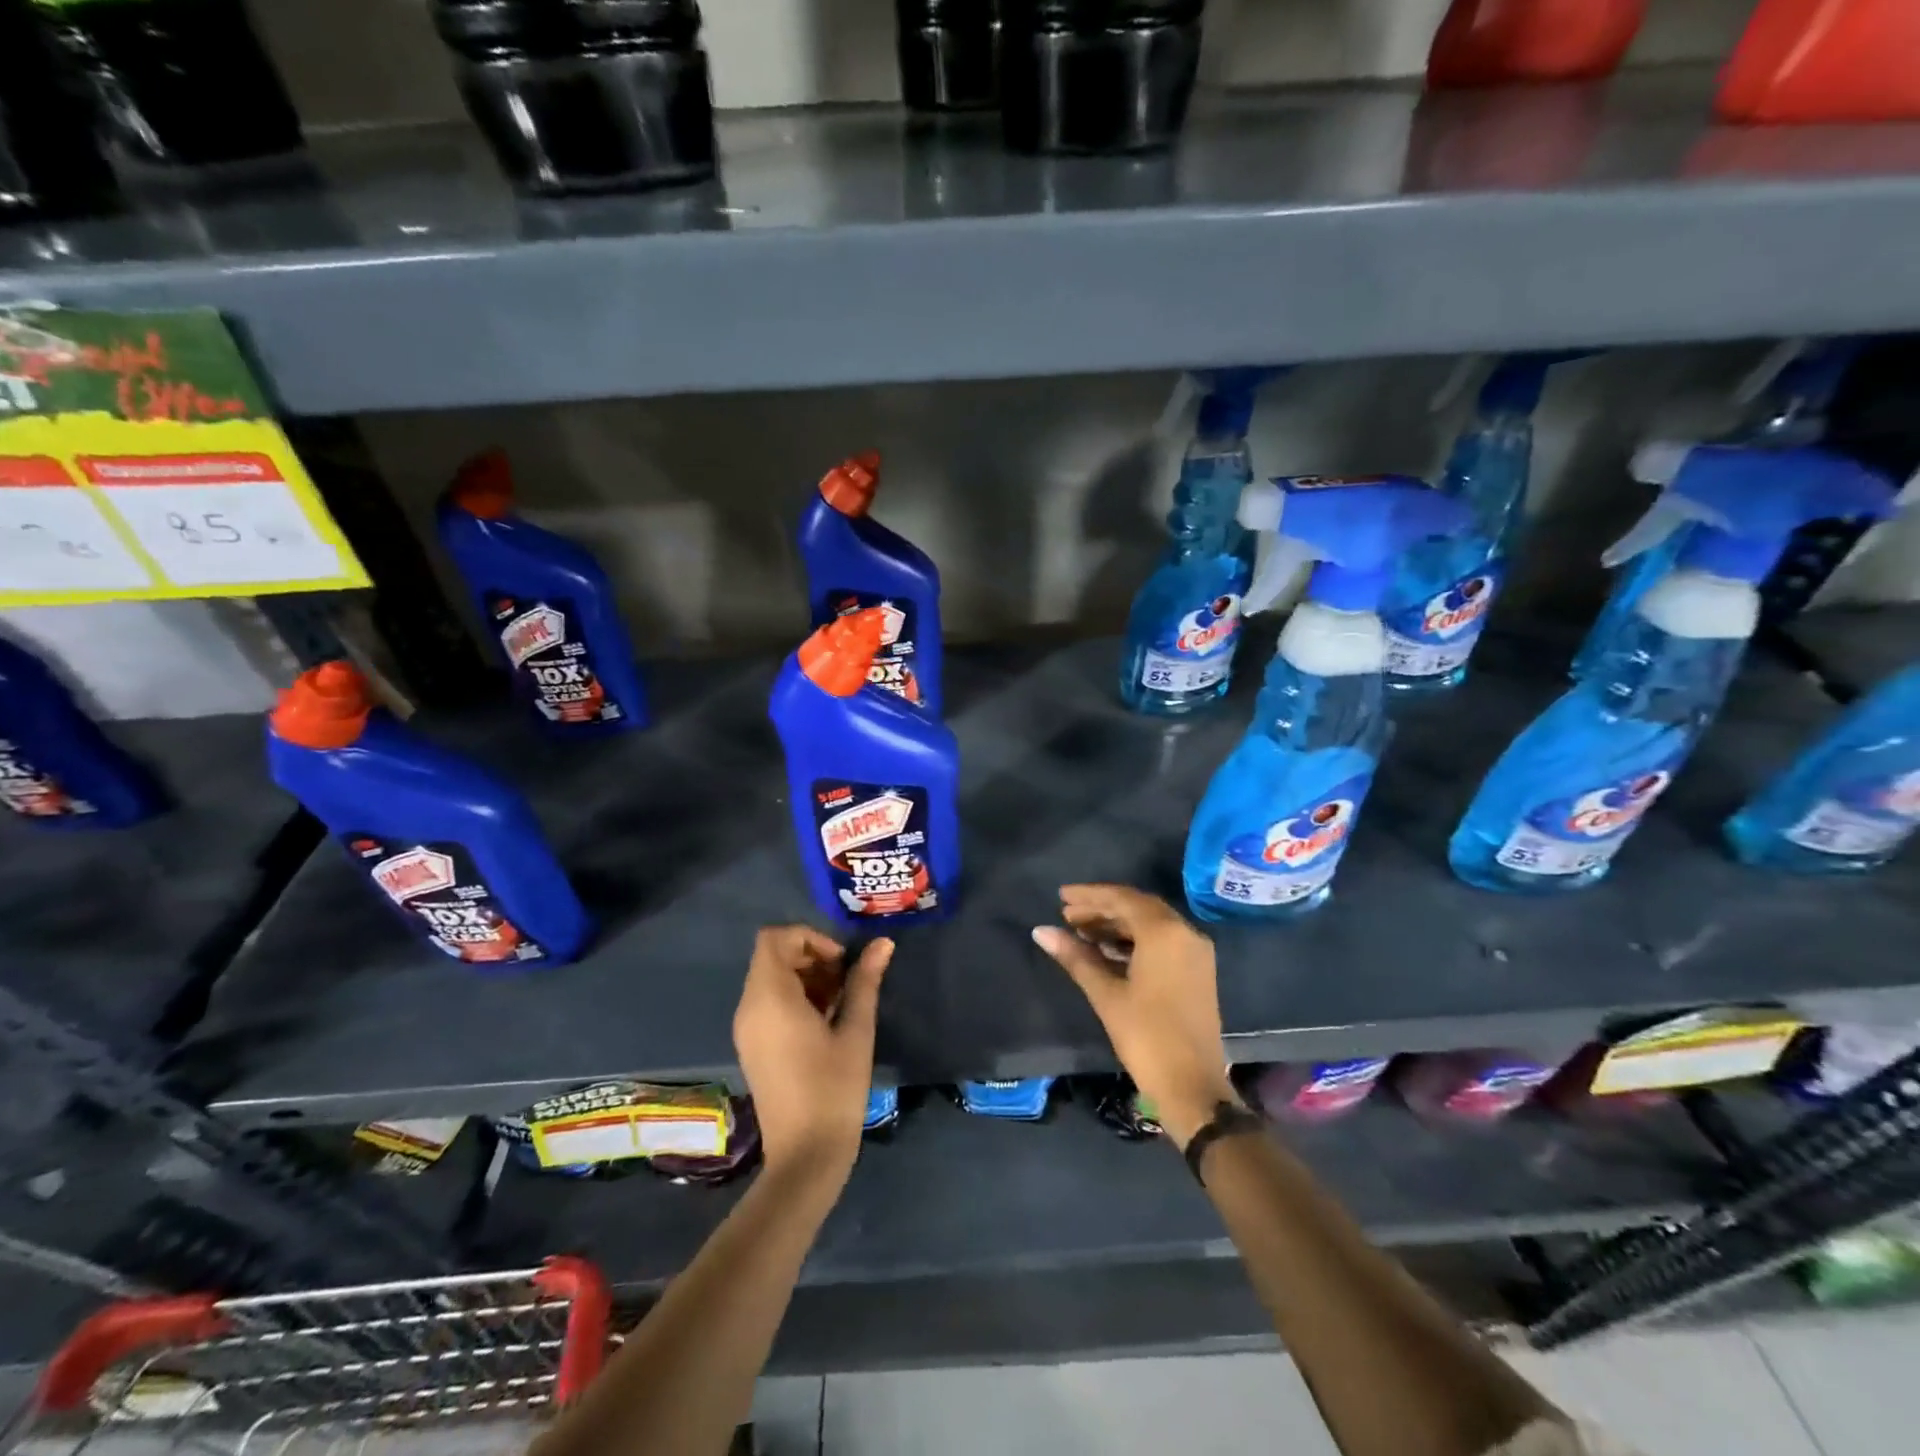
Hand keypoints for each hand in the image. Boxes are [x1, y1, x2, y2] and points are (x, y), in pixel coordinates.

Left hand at [734, 926, 892, 1183]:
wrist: (805, 1156)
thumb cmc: (833, 1089)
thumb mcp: (855, 1030)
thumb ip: (865, 981)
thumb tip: (883, 943)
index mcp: (769, 998)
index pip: (774, 939)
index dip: (809, 938)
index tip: (840, 962)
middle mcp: (749, 1008)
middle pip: (773, 957)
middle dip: (812, 957)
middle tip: (847, 981)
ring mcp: (747, 1029)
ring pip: (771, 979)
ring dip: (806, 978)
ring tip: (842, 1002)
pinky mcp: (752, 1046)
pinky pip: (768, 1003)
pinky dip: (795, 998)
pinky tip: (826, 1022)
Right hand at [1033, 885, 1237, 1144]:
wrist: (1192, 1086)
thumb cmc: (1146, 1036)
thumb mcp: (1106, 994)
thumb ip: (1075, 957)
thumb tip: (1041, 931)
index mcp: (1165, 932)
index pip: (1122, 899)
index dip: (1089, 896)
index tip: (1061, 897)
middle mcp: (1185, 933)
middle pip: (1137, 907)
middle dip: (1101, 908)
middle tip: (1067, 915)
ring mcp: (1195, 952)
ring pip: (1150, 924)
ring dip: (1116, 924)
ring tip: (1081, 932)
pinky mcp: (1197, 970)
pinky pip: (1162, 940)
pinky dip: (1134, 940)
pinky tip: (1106, 950)